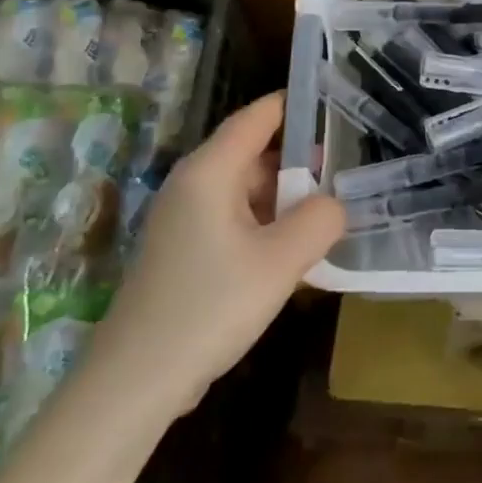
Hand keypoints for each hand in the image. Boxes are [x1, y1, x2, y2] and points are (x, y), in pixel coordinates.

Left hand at [89, 93, 345, 418]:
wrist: (136, 381)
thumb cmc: (210, 306)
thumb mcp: (281, 261)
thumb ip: (320, 220)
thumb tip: (334, 204)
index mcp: (209, 172)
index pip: (256, 118)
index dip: (293, 105)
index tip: (333, 100)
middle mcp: (192, 186)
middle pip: (253, 154)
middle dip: (299, 160)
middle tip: (346, 168)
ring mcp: (183, 220)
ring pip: (245, 191)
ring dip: (285, 199)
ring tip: (328, 212)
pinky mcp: (183, 252)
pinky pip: (233, 221)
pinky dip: (266, 225)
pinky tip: (293, 252)